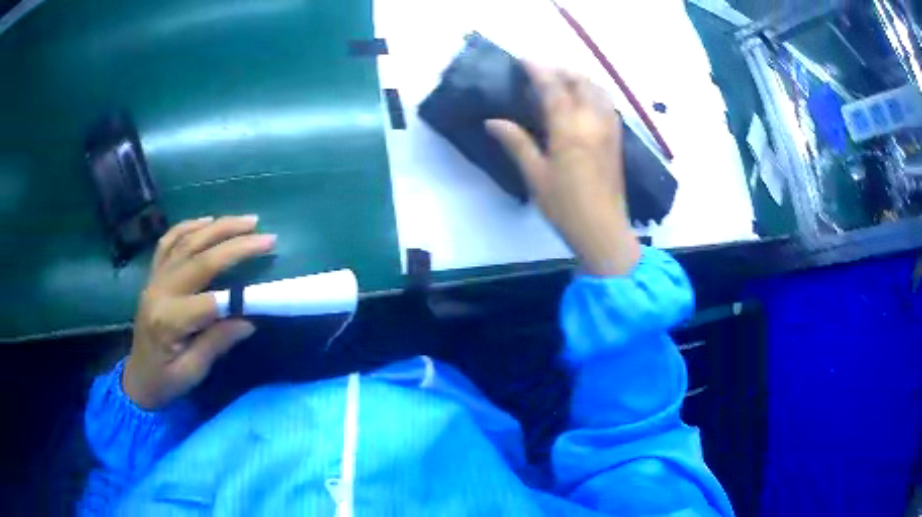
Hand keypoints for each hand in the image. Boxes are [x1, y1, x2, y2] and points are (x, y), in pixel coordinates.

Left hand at [124, 216, 275, 409]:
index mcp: (169, 321)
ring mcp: (154, 279)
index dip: (239, 294)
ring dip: (218, 227)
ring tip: (246, 221)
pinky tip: (207, 221)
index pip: (208, 301)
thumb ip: (217, 343)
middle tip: (267, 237)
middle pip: (199, 258)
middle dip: (235, 244)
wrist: (137, 378)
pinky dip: (188, 226)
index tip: (268, 288)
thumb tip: (250, 320)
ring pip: (186, 242)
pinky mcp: (153, 275)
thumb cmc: (165, 381)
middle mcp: (160, 292)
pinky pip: (168, 242)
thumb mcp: (193, 372)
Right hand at [486, 65, 639, 276]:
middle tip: (542, 72)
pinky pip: (608, 104)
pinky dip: (594, 93)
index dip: (538, 70)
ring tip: (562, 82)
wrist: (603, 230)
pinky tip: (583, 102)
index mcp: (569, 129)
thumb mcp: (535, 175)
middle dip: (561, 70)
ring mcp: (609, 129)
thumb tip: (493, 121)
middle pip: (581, 82)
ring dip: (580, 79)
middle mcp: (593, 122)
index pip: (553, 88)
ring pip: (599, 90)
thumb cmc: (565, 206)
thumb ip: (516, 143)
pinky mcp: (617, 139)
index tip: (524, 60)